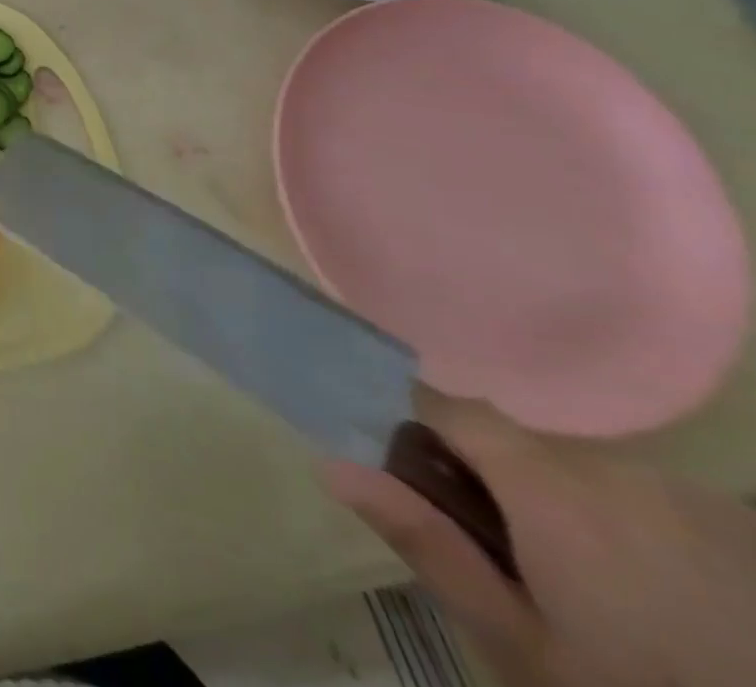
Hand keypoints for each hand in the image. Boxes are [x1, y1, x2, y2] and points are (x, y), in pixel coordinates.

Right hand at [321, 393, 755, 686]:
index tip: (419, 482)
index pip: (448, 405)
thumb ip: (427, 544)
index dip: (420, 429)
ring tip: (596, 592)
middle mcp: (611, 467)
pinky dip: (640, 530)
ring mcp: (690, 495)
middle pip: (520, 445)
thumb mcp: (515, 642)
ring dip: (571, 507)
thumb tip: (332, 466)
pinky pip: (654, 500)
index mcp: (545, 484)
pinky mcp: (739, 525)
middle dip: (501, 484)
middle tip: (512, 563)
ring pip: (586, 471)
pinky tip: (667, 598)